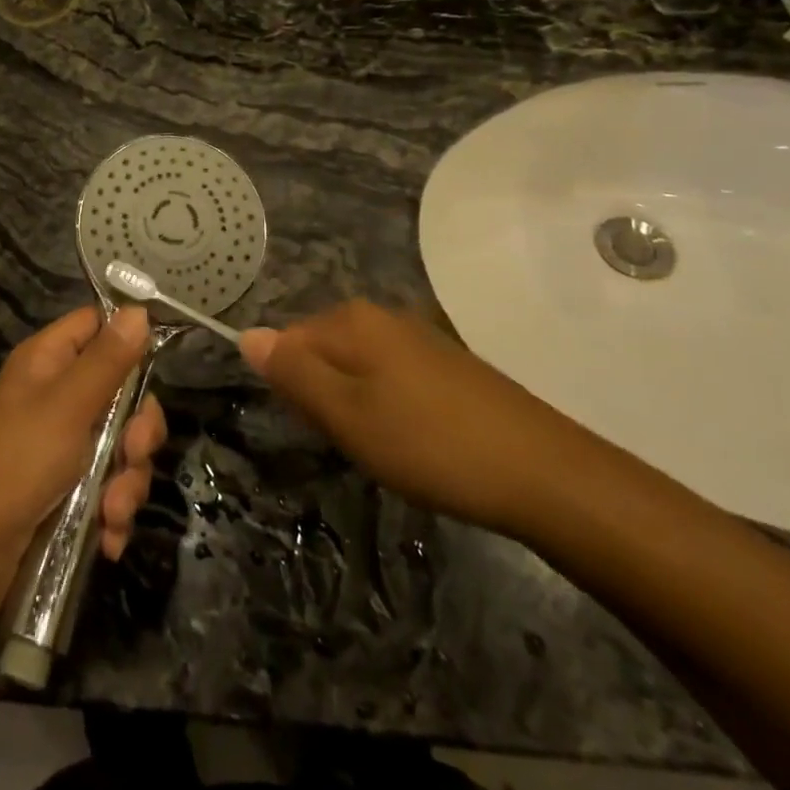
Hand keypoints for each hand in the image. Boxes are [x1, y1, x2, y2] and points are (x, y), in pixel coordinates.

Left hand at [0, 306, 166, 560]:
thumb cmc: (17, 463)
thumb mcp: (68, 406)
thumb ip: (107, 360)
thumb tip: (139, 309)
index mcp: (48, 361)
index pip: (96, 325)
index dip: (127, 339)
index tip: (155, 365)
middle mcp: (56, 396)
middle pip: (121, 392)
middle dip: (137, 431)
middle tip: (134, 453)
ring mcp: (62, 444)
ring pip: (121, 446)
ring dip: (127, 482)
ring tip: (112, 510)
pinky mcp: (67, 489)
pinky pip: (109, 487)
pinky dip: (113, 512)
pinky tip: (107, 537)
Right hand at [240, 301, 572, 535]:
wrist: (544, 474)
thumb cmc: (430, 444)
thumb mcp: (346, 415)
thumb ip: (293, 373)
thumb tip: (245, 334)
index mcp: (352, 320)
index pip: (287, 341)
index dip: (292, 388)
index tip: (317, 428)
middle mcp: (382, 316)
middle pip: (321, 351)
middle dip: (323, 397)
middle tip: (350, 442)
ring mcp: (418, 338)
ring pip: (356, 368)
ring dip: (354, 407)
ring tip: (382, 448)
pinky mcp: (446, 365)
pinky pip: (390, 378)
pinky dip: (388, 409)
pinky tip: (414, 442)